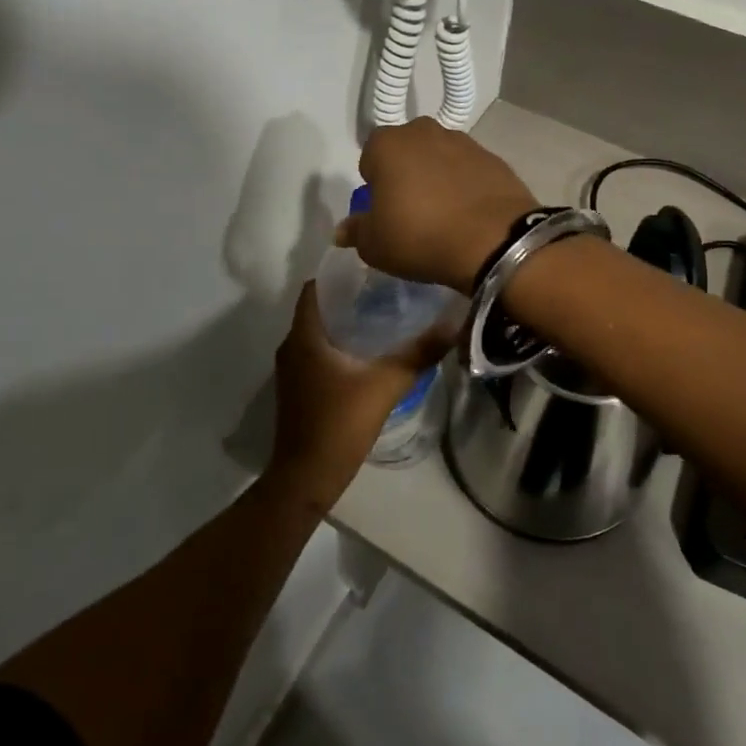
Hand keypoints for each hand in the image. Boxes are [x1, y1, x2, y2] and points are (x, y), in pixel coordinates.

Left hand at [265, 283, 454, 508]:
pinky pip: (318, 352)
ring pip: (318, 331)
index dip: (339, 273)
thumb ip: (418, 354)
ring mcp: (292, 369)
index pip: (314, 287)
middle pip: (318, 307)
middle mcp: (292, 346)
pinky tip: (369, 351)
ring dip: (345, 321)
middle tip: (386, 288)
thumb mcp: (385, 385)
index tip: (371, 267)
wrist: (306, 478)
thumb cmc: (339, 424)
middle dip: (349, 296)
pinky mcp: (299, 388)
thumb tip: (453, 323)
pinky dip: (339, 344)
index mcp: (304, 336)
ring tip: (383, 313)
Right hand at [338, 118, 538, 292]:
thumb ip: (356, 231)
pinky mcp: (494, 158)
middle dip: (406, 174)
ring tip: (444, 216)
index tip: (384, 210)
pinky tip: (469, 215)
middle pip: (407, 152)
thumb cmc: (420, 236)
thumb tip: (344, 229)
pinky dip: (466, 186)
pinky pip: (469, 171)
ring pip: (440, 158)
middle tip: (412, 212)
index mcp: (388, 144)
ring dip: (438, 178)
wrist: (494, 240)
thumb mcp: (375, 245)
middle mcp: (424, 131)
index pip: (370, 158)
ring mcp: (464, 141)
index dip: (375, 185)